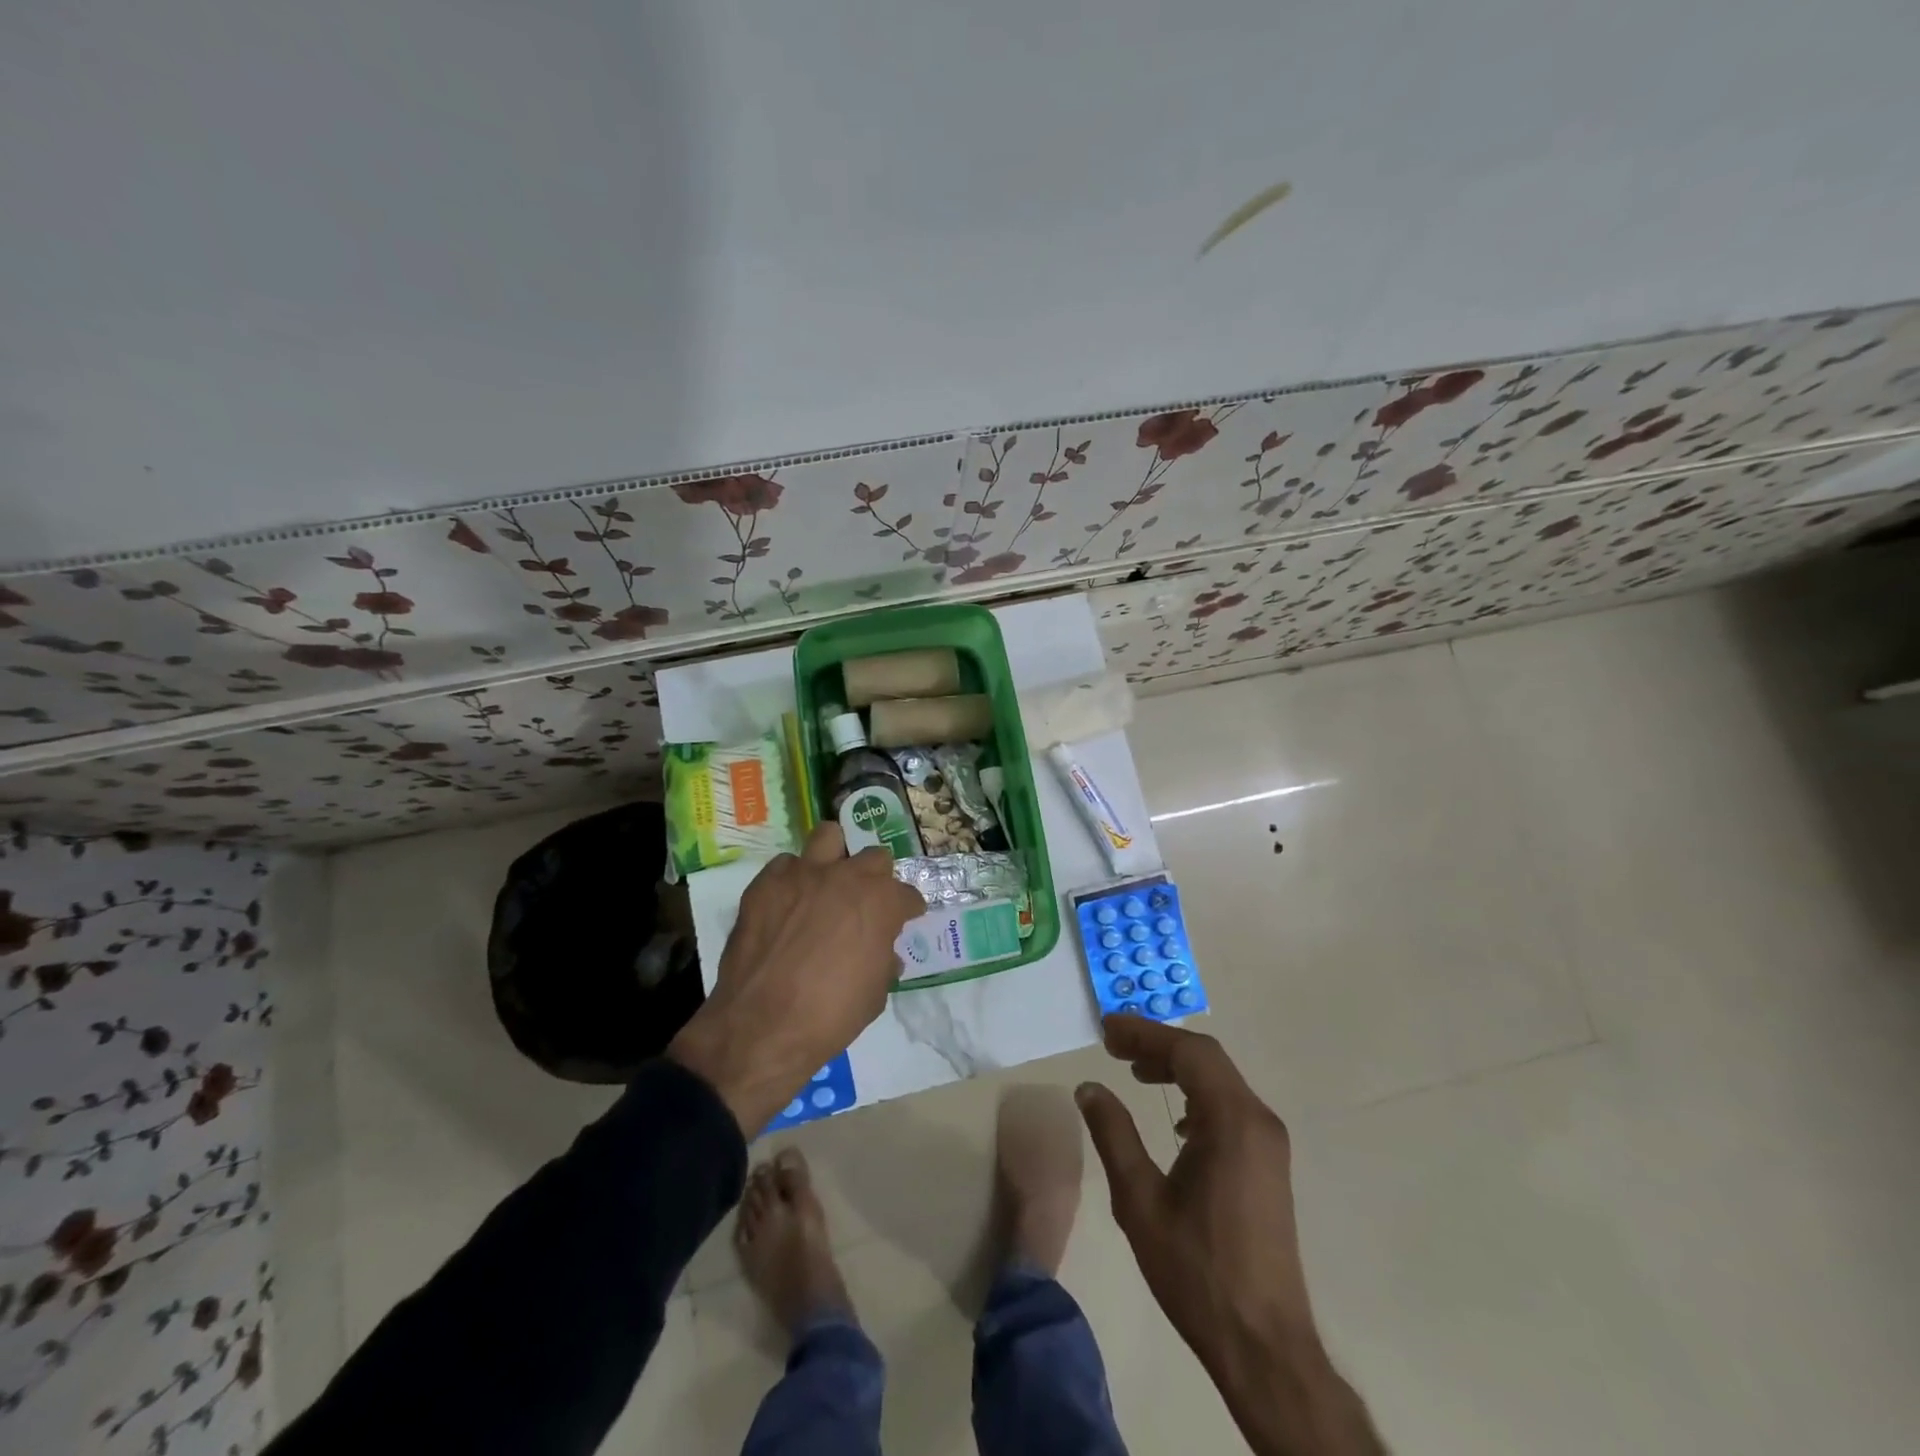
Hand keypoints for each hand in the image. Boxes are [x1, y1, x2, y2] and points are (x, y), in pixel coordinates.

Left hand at [668, 822, 924, 1136]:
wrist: (761, 1028)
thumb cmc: (830, 1017)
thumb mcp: (875, 995)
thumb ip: (884, 961)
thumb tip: (884, 953)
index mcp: (881, 903)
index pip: (908, 895)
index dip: (907, 910)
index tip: (904, 920)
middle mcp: (846, 877)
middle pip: (874, 858)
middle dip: (876, 878)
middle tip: (865, 903)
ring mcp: (803, 874)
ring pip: (829, 837)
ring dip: (835, 857)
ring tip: (828, 881)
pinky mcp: (766, 883)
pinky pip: (786, 865)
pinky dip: (792, 879)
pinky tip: (788, 903)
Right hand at [1077, 1015, 1385, 1455]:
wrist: (1264, 1345)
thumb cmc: (1197, 1271)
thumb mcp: (1139, 1200)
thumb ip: (1113, 1134)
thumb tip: (1089, 1087)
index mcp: (1232, 1121)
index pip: (1188, 1052)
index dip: (1145, 1033)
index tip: (1107, 1030)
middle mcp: (1258, 1120)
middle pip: (1207, 1058)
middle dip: (1159, 1044)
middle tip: (1114, 1045)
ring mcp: (1269, 1142)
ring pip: (1220, 1080)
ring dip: (1178, 1067)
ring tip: (1136, 1071)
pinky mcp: (1269, 1164)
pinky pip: (1231, 1106)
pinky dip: (1198, 1094)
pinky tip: (1175, 1122)